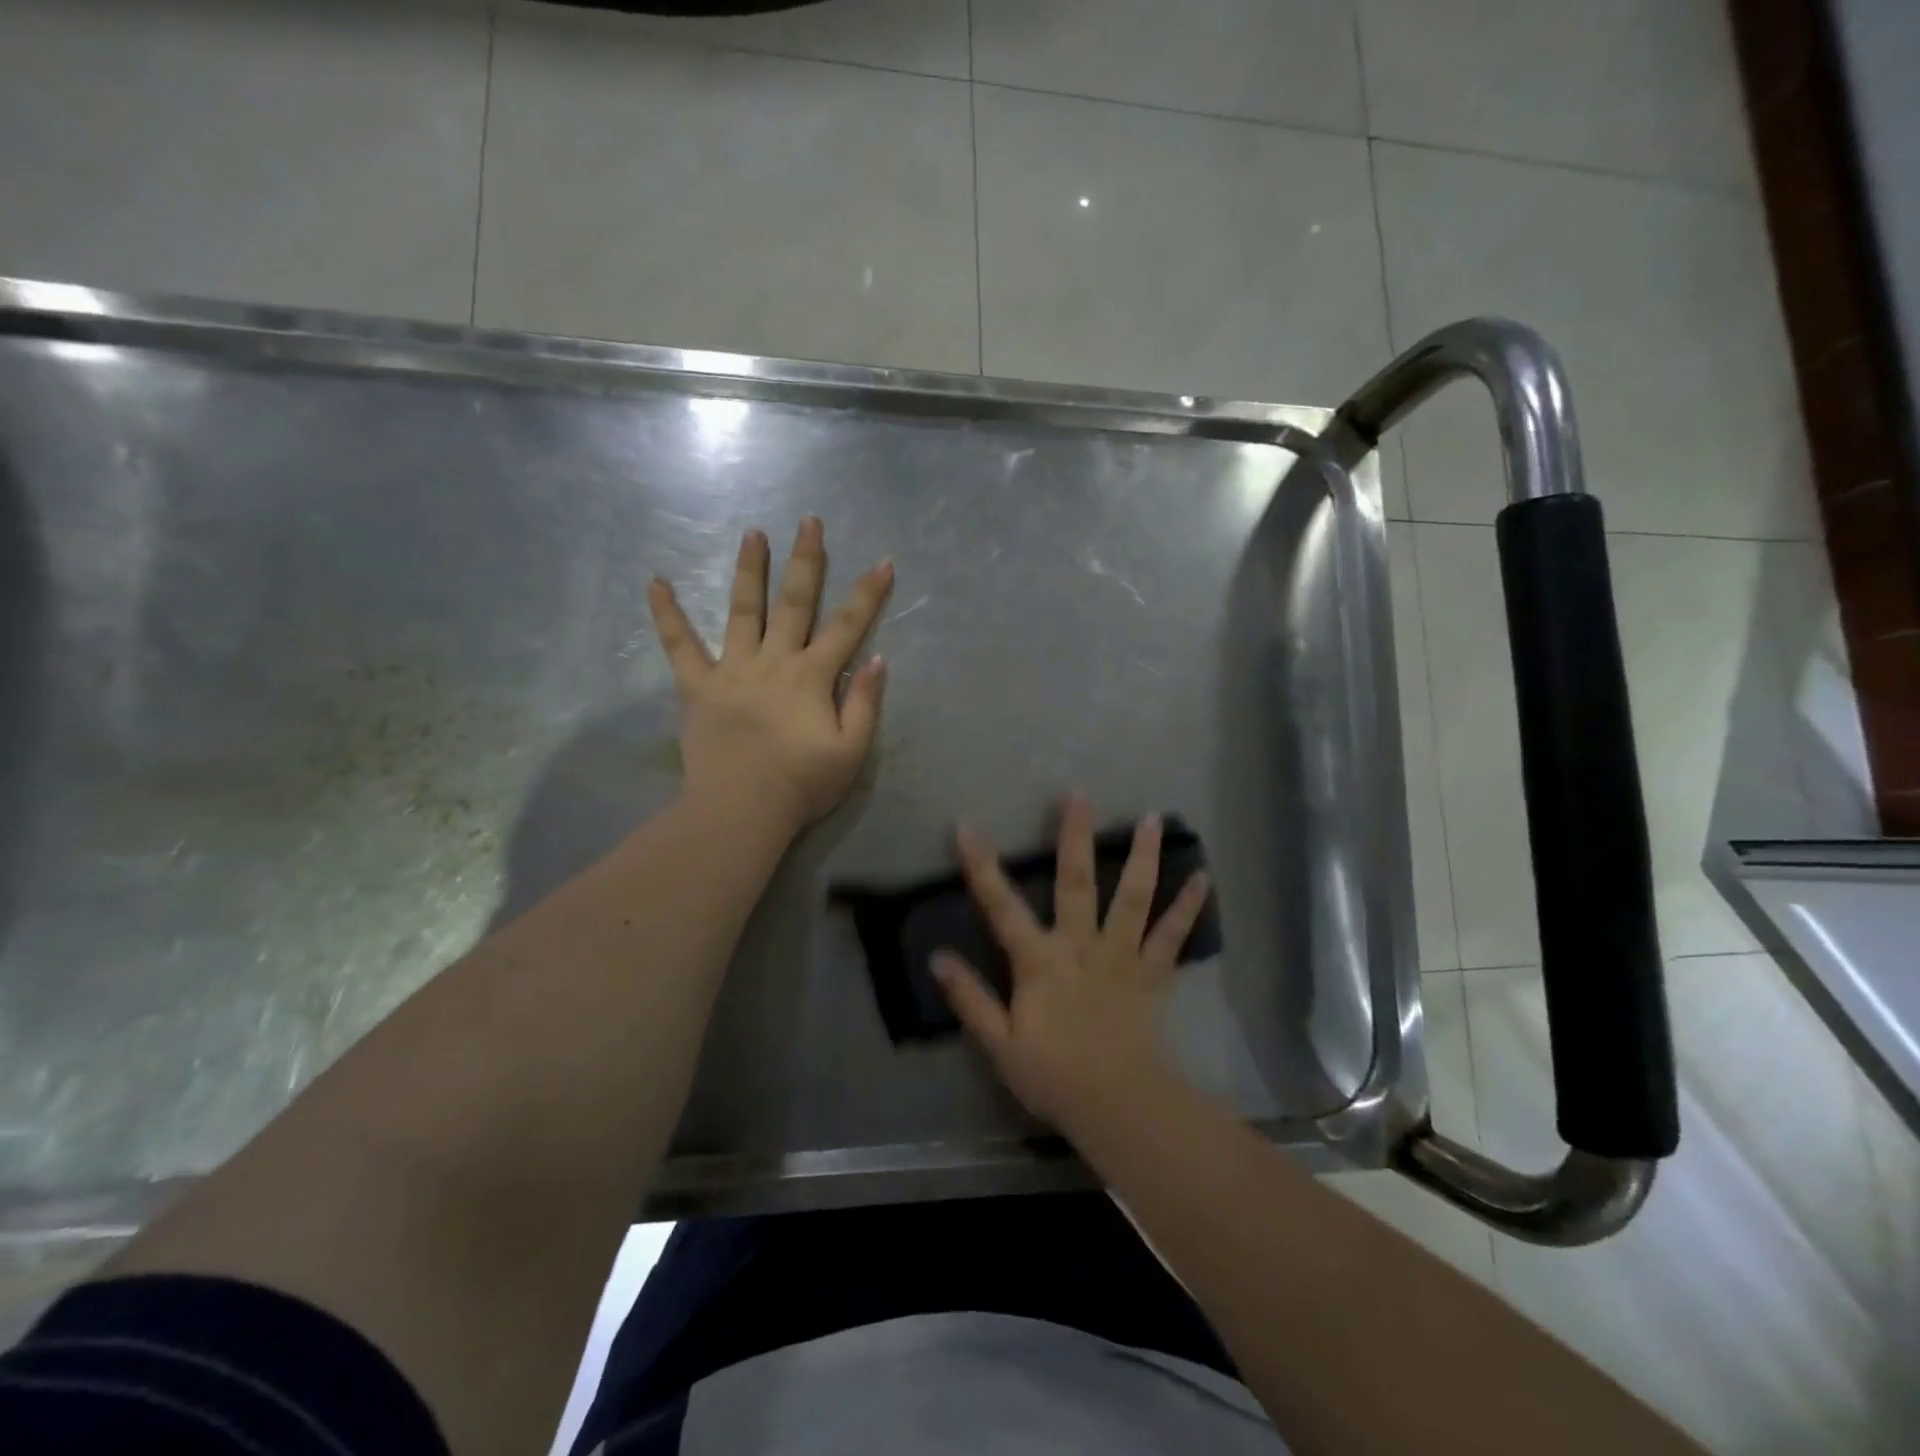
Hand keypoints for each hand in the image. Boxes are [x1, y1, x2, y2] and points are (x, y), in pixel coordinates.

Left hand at [648, 517, 892, 835]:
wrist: (741, 810)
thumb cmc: (801, 785)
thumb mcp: (851, 751)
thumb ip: (865, 703)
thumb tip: (876, 659)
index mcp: (812, 677)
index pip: (847, 626)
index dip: (868, 594)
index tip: (883, 562)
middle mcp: (774, 661)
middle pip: (793, 602)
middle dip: (806, 560)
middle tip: (809, 521)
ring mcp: (732, 670)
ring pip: (742, 610)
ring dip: (749, 570)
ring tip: (752, 533)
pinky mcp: (698, 687)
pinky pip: (679, 645)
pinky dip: (666, 614)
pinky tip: (655, 581)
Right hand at [933, 794, 1211, 1133]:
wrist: (1120, 1107)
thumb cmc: (1054, 1077)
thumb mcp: (1000, 1044)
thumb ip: (970, 998)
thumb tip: (938, 958)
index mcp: (1039, 961)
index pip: (1001, 905)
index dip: (981, 865)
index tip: (967, 824)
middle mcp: (1081, 945)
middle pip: (1077, 882)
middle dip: (1074, 836)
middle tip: (1079, 793)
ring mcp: (1122, 956)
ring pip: (1133, 898)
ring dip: (1143, 857)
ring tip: (1152, 818)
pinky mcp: (1152, 974)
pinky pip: (1172, 936)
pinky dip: (1188, 907)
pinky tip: (1204, 878)